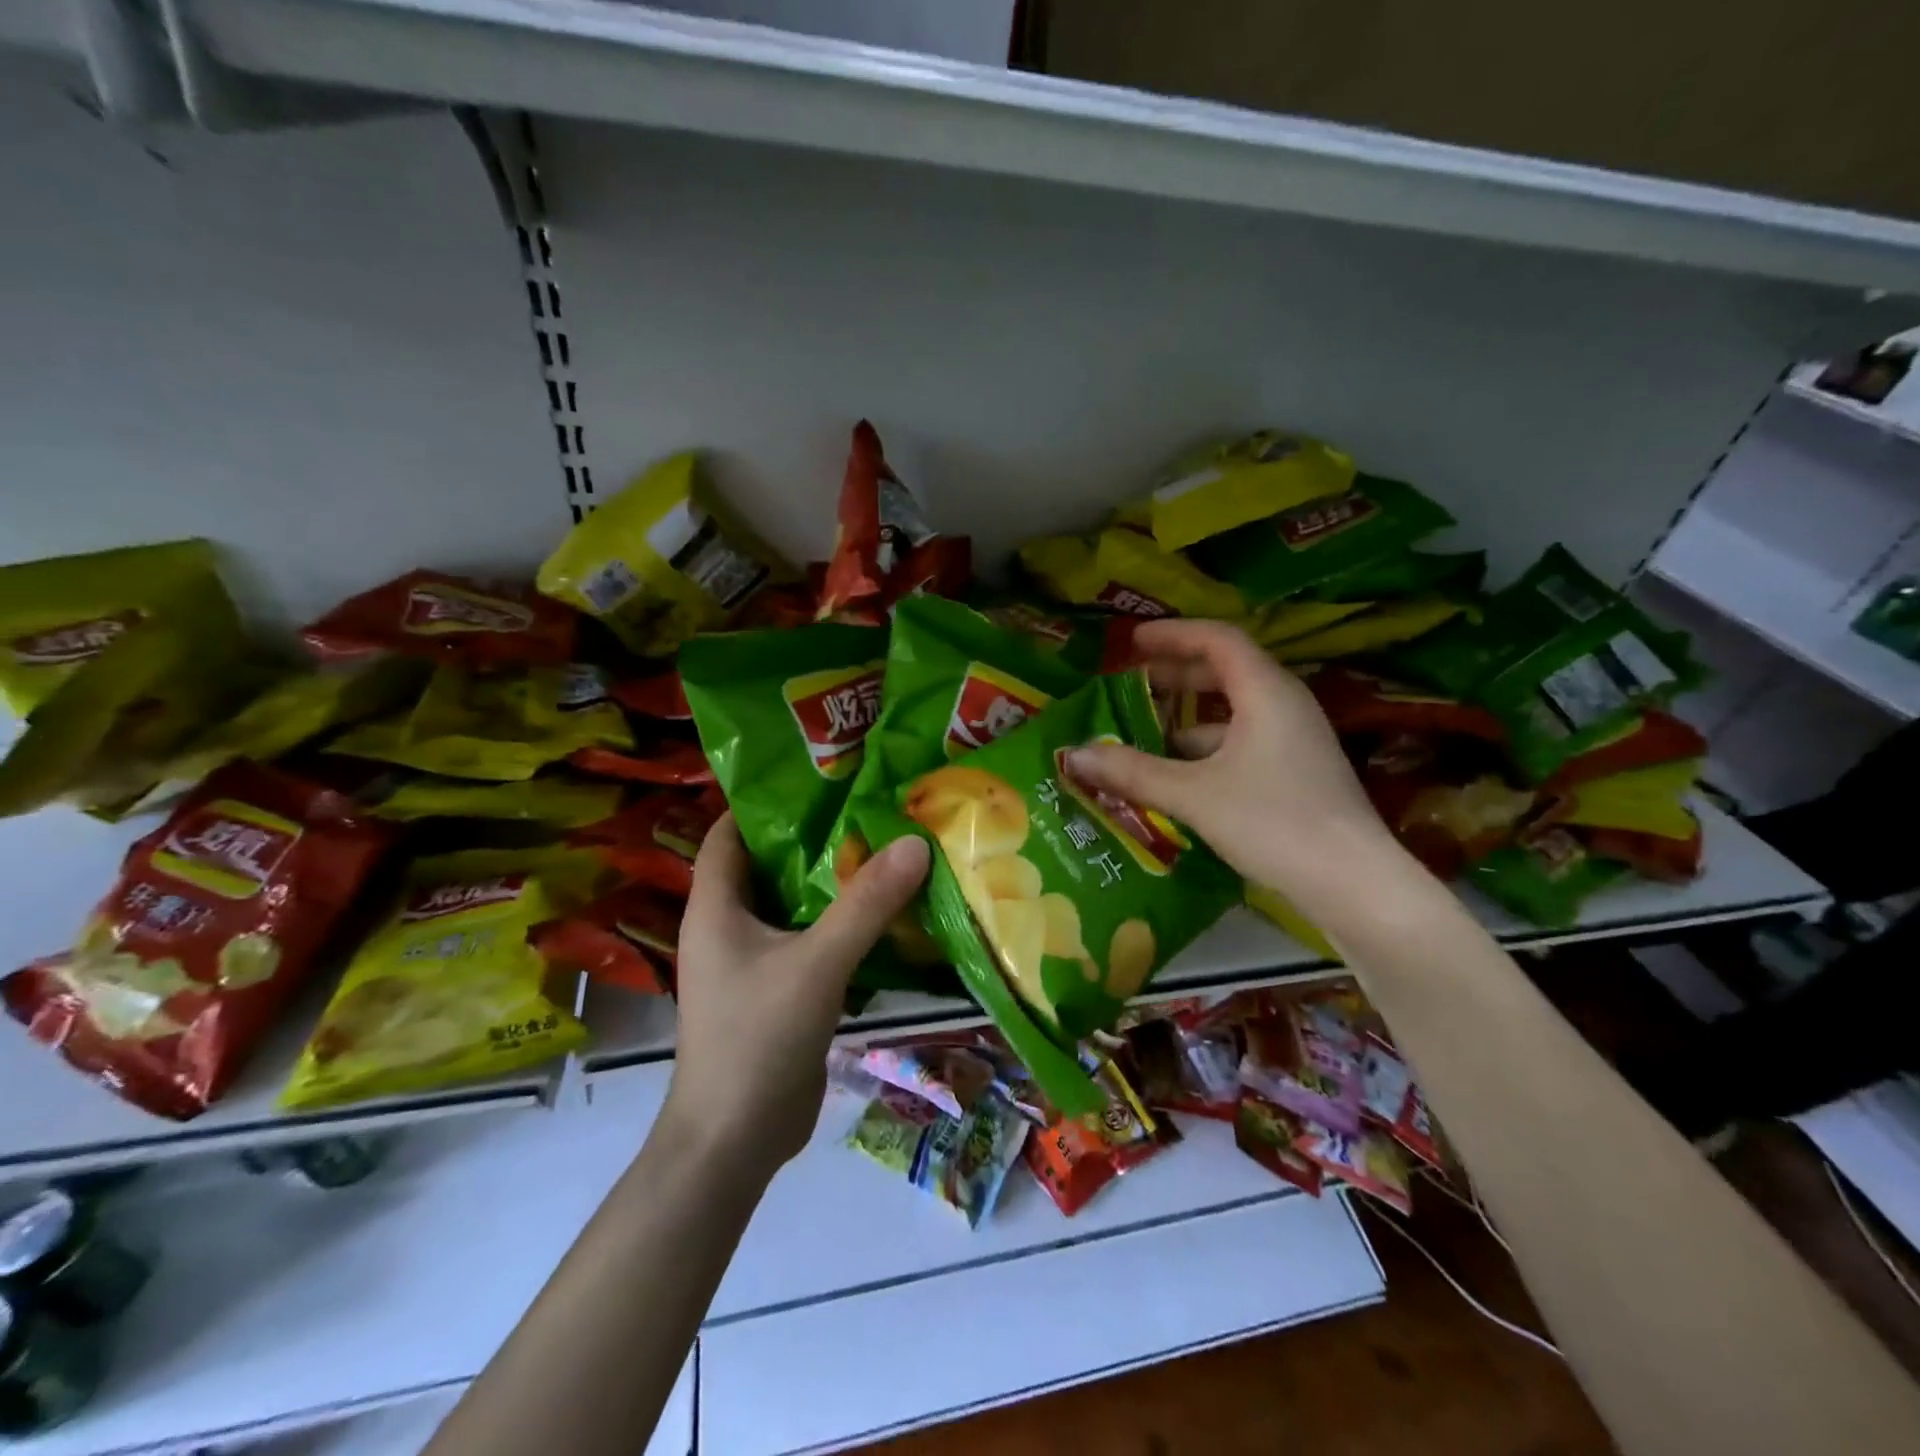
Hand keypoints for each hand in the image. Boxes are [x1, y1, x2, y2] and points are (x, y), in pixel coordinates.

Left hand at [664, 814, 929, 1175]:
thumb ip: (866, 904)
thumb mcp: (818, 962)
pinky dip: (837, 923)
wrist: (735, 1140)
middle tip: (867, 808)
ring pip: (791, 904)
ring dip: (830, 882)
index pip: (728, 832)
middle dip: (811, 836)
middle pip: (766, 864)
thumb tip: (915, 842)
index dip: (764, 802)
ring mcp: (750, 961)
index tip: (819, 779)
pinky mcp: (775, 990)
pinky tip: (881, 913)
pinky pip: (806, 940)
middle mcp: (726, 926)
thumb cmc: (758, 1038)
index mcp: (715, 907)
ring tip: (883, 848)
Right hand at [1065, 619, 1409, 927]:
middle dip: (1176, 672)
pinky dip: (1207, 746)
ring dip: (1188, 715)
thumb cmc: (1273, 822)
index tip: (1131, 640)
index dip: (1172, 634)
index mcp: (1266, 691)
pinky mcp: (1297, 771)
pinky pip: (1243, 740)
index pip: (1217, 639)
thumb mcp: (1193, 795)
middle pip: (1226, 670)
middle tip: (1132, 680)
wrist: (1353, 884)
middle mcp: (1285, 704)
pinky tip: (1178, 773)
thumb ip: (1132, 771)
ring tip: (1144, 731)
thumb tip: (1073, 755)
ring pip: (1234, 710)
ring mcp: (1295, 739)